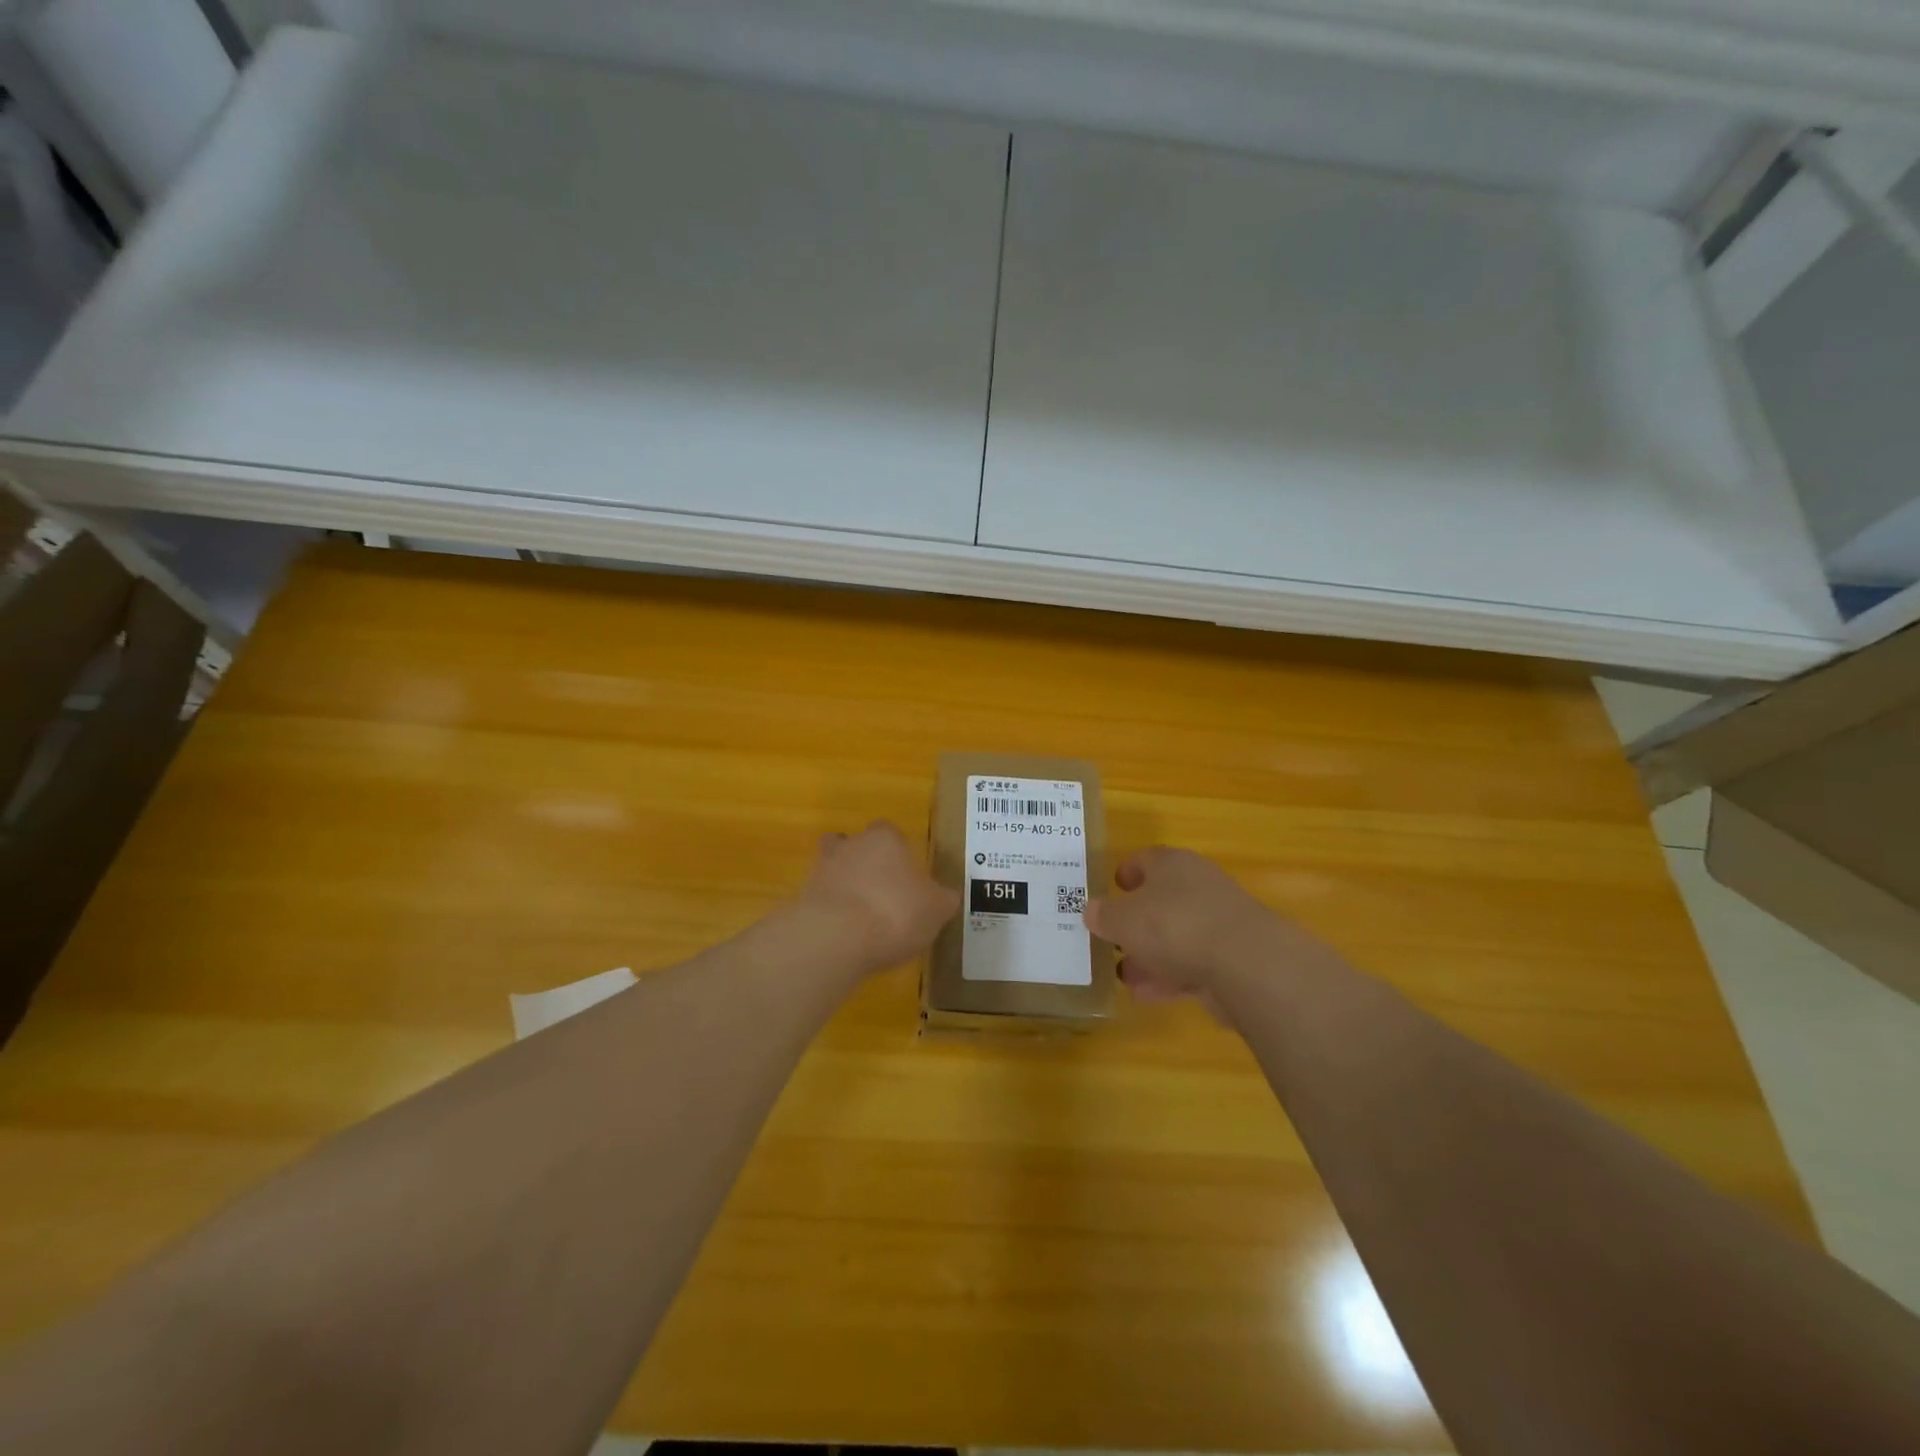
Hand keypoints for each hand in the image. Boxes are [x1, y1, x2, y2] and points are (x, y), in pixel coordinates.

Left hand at [797, 821, 959, 978]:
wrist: (836, 937)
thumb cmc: (896, 912)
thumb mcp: (936, 909)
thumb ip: (942, 899)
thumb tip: (945, 897)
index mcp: (885, 838)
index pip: (891, 833)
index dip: (898, 854)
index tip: (907, 878)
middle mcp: (850, 845)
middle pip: (857, 846)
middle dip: (867, 866)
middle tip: (883, 895)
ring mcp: (821, 869)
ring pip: (834, 870)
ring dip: (845, 888)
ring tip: (862, 918)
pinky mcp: (802, 898)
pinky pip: (821, 900)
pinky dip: (831, 914)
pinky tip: (845, 937)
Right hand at [1084, 847, 1314, 1009]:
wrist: (1246, 964)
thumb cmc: (1173, 925)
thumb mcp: (1122, 919)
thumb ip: (1104, 915)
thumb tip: (1093, 911)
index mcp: (1172, 865)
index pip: (1145, 859)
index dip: (1126, 872)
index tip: (1111, 888)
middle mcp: (1198, 886)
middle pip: (1162, 900)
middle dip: (1136, 922)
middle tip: (1112, 939)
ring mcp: (1219, 923)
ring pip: (1176, 936)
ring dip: (1150, 955)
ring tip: (1124, 975)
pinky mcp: (1233, 959)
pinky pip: (1192, 965)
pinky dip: (1170, 978)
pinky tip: (1147, 996)